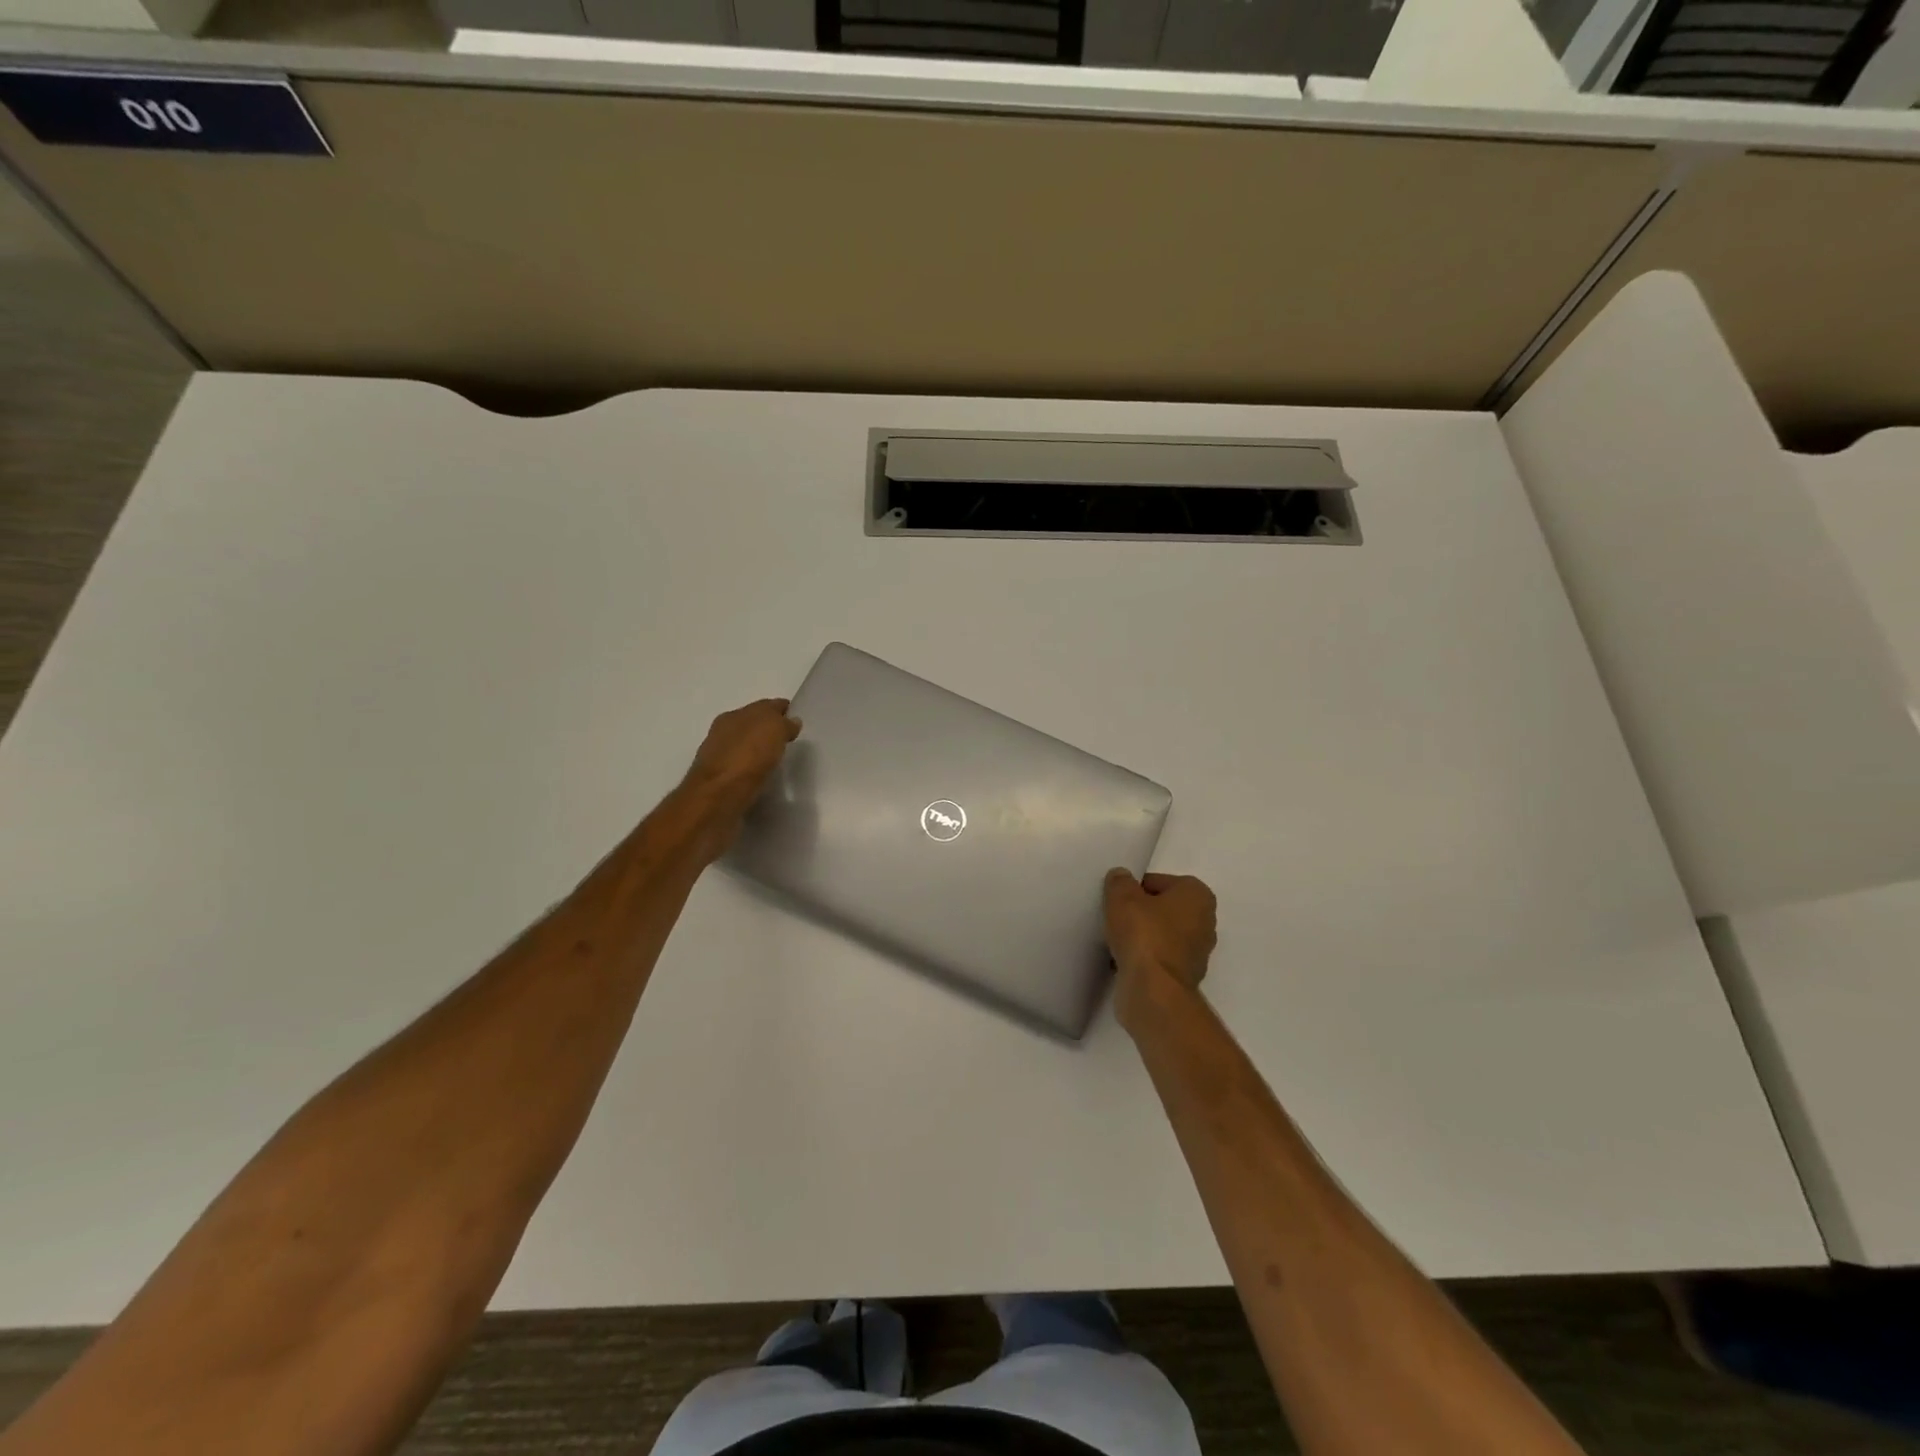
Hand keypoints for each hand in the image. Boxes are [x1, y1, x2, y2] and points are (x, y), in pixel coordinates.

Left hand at [680, 698, 800, 856]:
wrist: (717, 799)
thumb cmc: (747, 757)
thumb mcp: (774, 730)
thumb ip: (784, 723)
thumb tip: (791, 722)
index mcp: (733, 716)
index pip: (764, 707)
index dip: (782, 710)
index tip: (798, 719)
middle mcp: (722, 734)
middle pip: (753, 727)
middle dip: (770, 731)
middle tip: (791, 741)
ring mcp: (719, 760)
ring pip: (746, 750)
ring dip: (760, 753)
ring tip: (779, 762)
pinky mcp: (720, 785)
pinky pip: (743, 773)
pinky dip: (753, 773)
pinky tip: (764, 780)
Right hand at [1104, 869, 1216, 1031]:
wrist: (1153, 990)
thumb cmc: (1143, 934)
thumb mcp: (1122, 897)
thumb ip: (1120, 882)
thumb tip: (1121, 877)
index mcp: (1198, 895)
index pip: (1160, 882)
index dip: (1136, 889)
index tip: (1119, 900)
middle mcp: (1205, 922)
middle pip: (1164, 909)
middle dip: (1142, 912)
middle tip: (1117, 918)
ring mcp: (1197, 953)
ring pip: (1162, 935)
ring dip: (1142, 937)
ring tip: (1117, 940)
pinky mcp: (1184, 977)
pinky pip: (1159, 958)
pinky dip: (1144, 958)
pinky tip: (1123, 961)